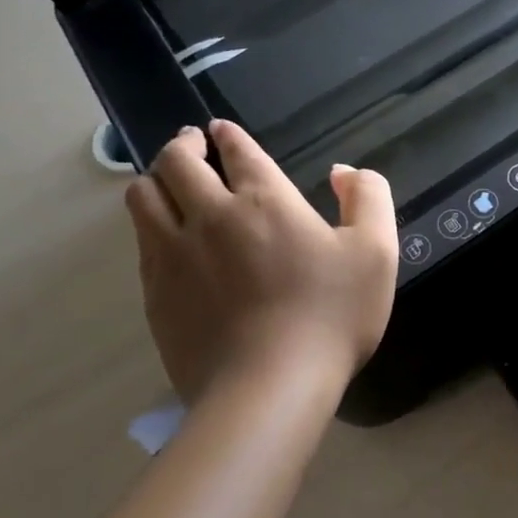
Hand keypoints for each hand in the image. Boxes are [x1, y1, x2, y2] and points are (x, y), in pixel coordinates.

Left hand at [124, 121, 397, 407]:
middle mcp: (209, 216)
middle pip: (176, 162)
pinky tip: (166, 237)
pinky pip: (141, 242)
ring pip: (143, 197)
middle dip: (183, 144)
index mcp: (264, 200)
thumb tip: (343, 172)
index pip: (237, 150)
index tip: (222, 130)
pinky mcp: (154, 293)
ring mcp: (173, 255)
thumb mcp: (377, 251)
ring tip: (168, 183)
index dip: (228, 135)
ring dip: (155, 179)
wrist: (268, 387)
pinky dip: (150, 225)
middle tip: (191, 143)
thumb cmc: (331, 315)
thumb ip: (368, 198)